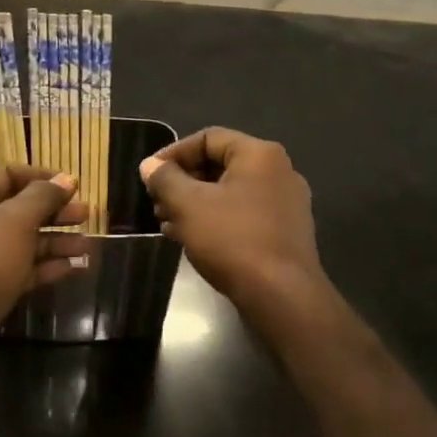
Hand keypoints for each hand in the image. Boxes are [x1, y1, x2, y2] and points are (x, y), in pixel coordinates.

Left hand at [0, 164, 87, 411]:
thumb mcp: (11, 225)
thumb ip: (41, 198)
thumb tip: (64, 179)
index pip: (4, 174)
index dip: (41, 178)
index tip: (75, 186)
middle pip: (13, 208)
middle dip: (52, 211)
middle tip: (87, 215)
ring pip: (16, 243)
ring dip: (52, 242)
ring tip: (88, 245)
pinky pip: (14, 271)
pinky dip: (42, 268)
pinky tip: (73, 268)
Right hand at [140, 128, 325, 310]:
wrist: (283, 298)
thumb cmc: (233, 240)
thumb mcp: (188, 205)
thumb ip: (165, 179)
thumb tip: (150, 165)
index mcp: (259, 154)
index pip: (208, 138)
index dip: (174, 153)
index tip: (150, 175)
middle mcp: (279, 171)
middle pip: (220, 164)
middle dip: (183, 182)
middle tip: (157, 202)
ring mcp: (286, 203)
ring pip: (230, 192)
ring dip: (196, 203)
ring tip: (168, 223)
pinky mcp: (286, 232)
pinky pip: (244, 213)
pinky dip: (216, 219)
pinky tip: (192, 239)